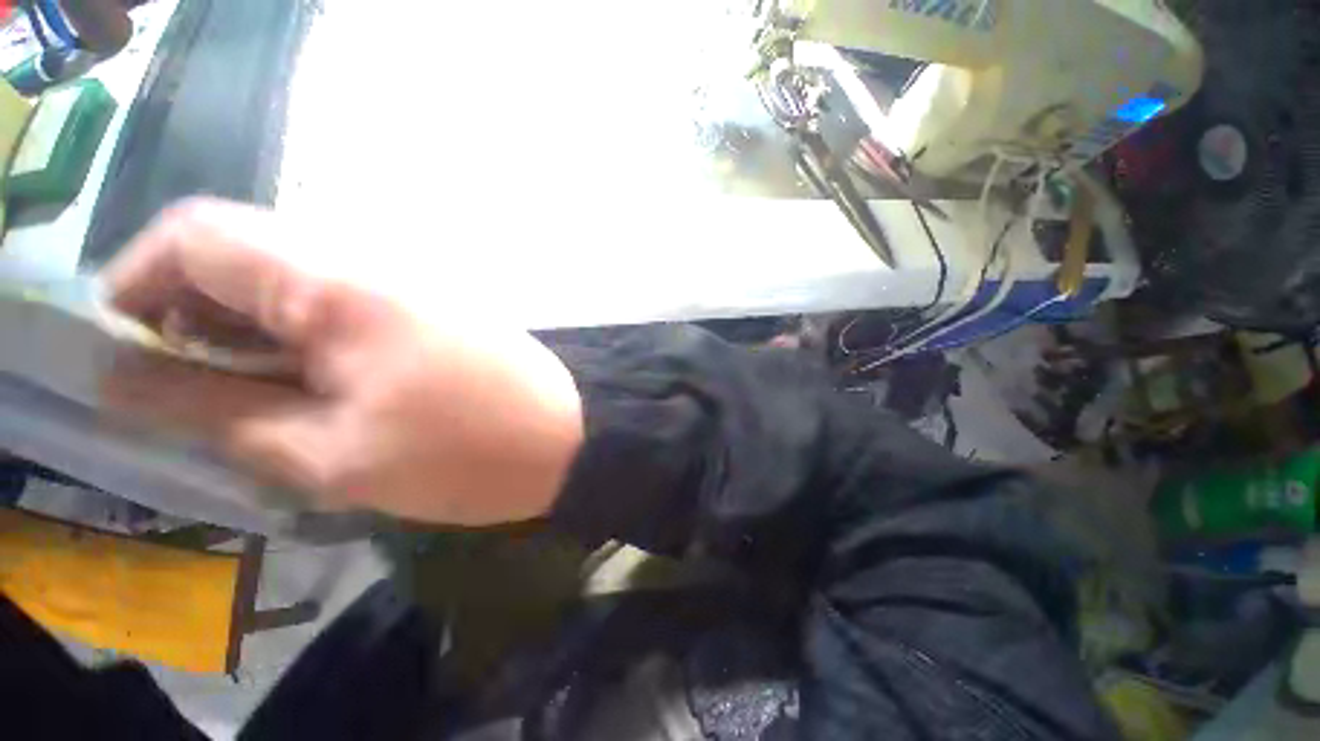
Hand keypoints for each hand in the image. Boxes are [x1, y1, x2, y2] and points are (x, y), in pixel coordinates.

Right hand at [101, 198, 583, 525]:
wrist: (570, 438)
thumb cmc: (468, 454)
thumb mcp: (331, 454)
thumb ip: (216, 412)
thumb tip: (124, 377)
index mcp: (337, 283)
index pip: (198, 234)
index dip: (138, 280)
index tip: (119, 349)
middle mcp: (373, 264)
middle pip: (244, 257)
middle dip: (191, 315)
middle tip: (179, 393)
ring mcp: (410, 286)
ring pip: (293, 287)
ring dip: (248, 335)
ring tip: (241, 404)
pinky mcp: (434, 312)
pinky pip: (344, 309)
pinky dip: (302, 342)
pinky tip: (307, 392)